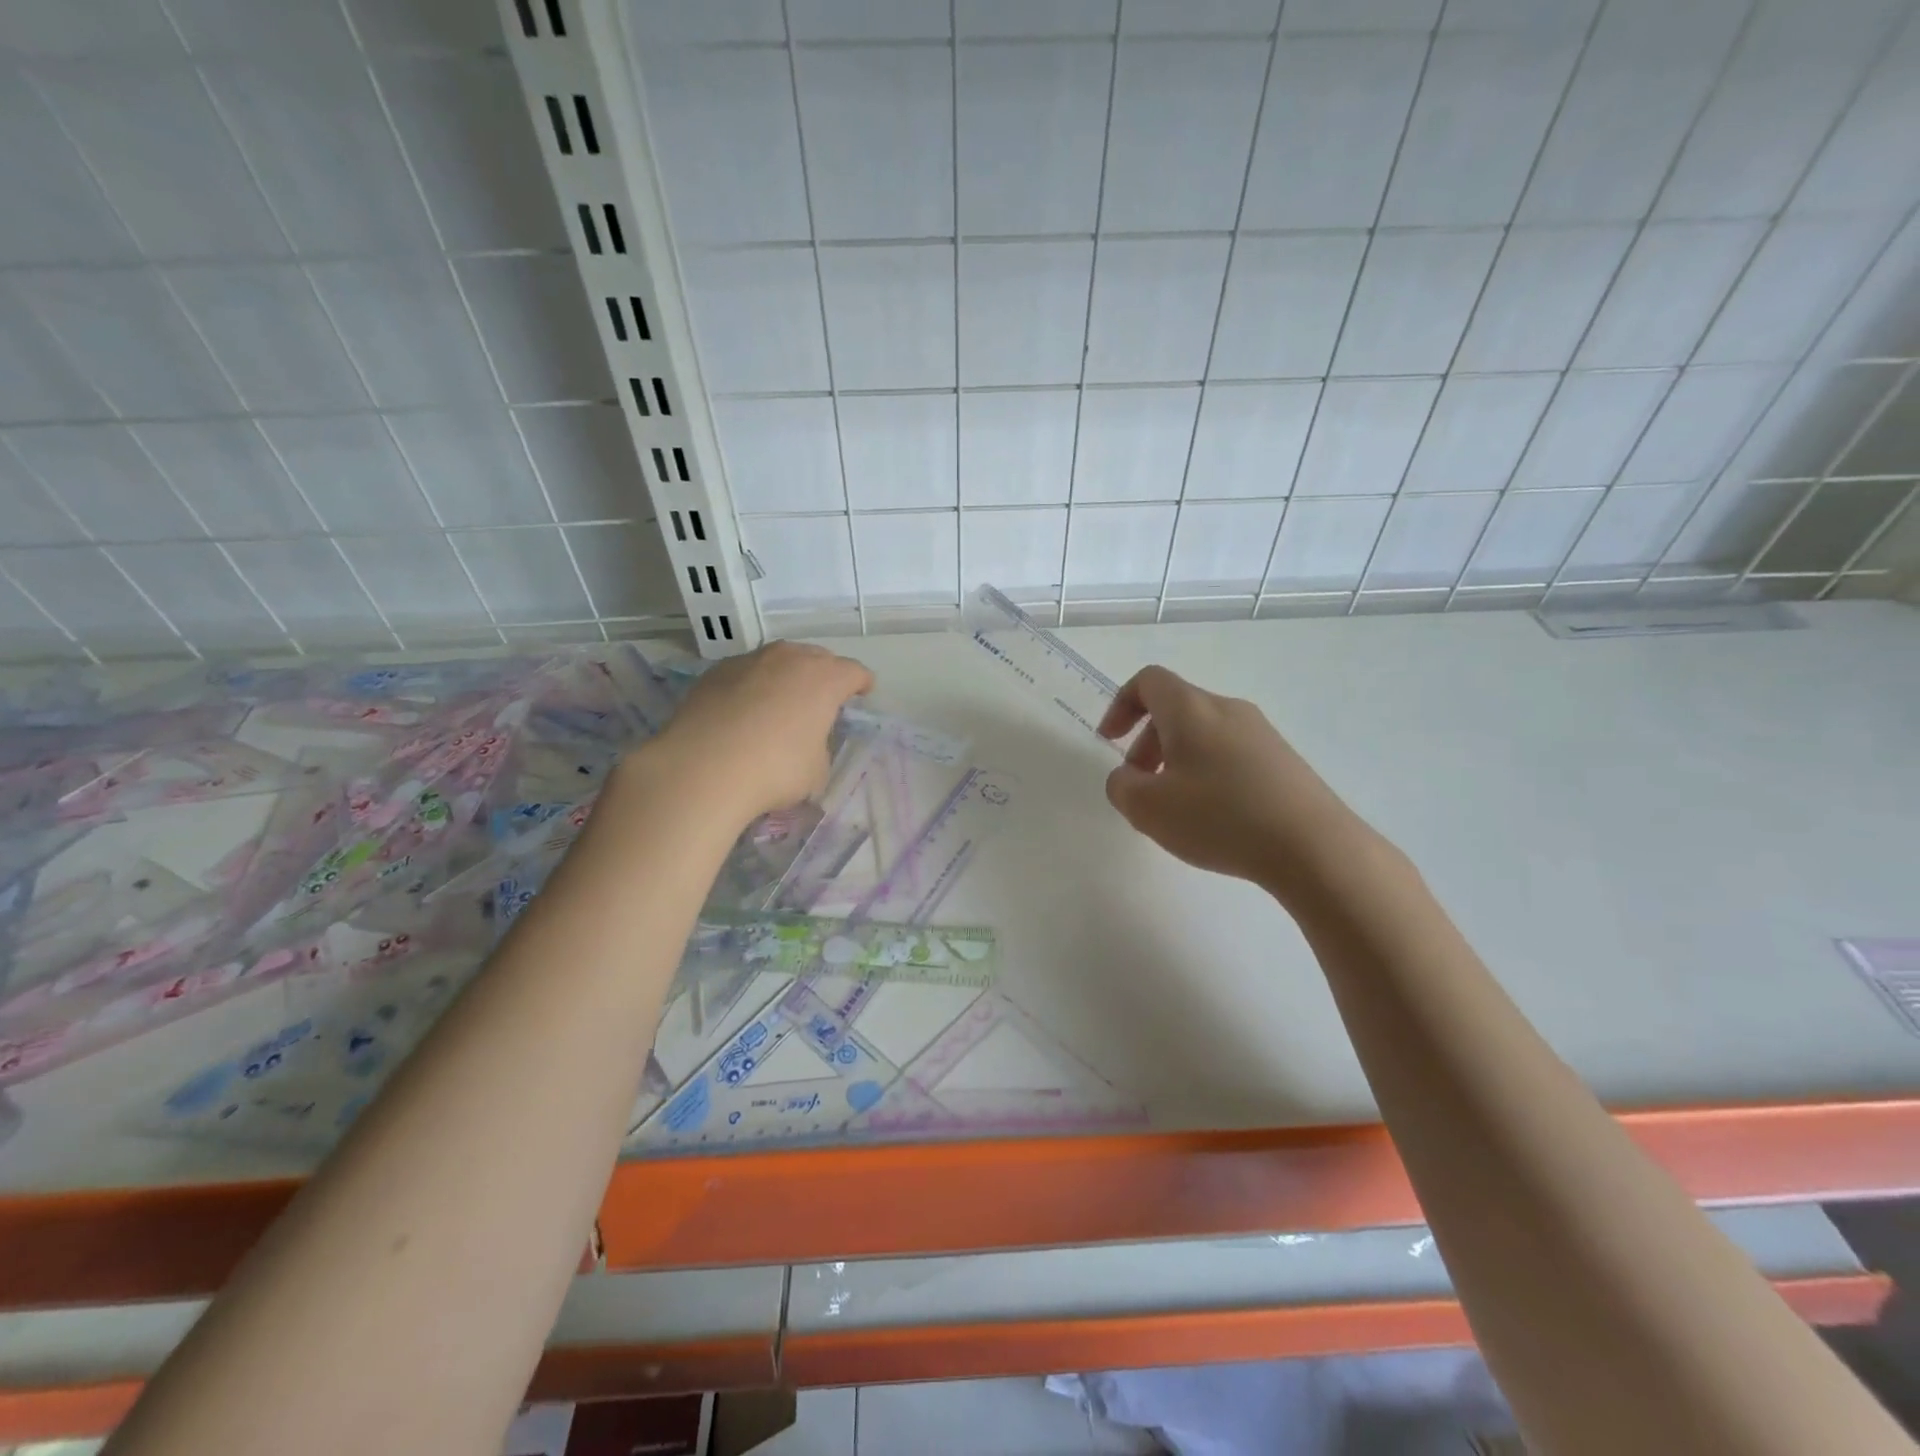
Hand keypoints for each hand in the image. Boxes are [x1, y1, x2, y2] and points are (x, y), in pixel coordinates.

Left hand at [637, 642, 873, 824]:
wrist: (703, 768)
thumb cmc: (775, 769)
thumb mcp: (817, 769)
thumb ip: (820, 745)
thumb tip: (806, 740)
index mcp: (825, 678)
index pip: (855, 672)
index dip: (861, 684)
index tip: (861, 694)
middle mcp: (790, 658)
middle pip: (817, 657)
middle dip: (824, 675)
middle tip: (822, 699)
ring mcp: (750, 660)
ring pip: (779, 660)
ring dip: (786, 676)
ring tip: (781, 701)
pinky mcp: (716, 671)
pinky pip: (747, 673)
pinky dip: (753, 685)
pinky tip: (745, 710)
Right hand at [1098, 665, 1362, 892]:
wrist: (1314, 847)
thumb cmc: (1220, 818)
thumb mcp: (1148, 809)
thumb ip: (1121, 787)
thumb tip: (1127, 778)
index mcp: (1191, 709)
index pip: (1148, 681)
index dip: (1121, 705)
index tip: (1110, 741)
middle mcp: (1227, 709)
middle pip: (1176, 709)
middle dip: (1147, 742)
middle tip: (1140, 784)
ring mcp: (1261, 733)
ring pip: (1204, 733)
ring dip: (1177, 760)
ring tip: (1175, 807)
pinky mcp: (1283, 760)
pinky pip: (1231, 753)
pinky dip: (1208, 773)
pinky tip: (1214, 817)